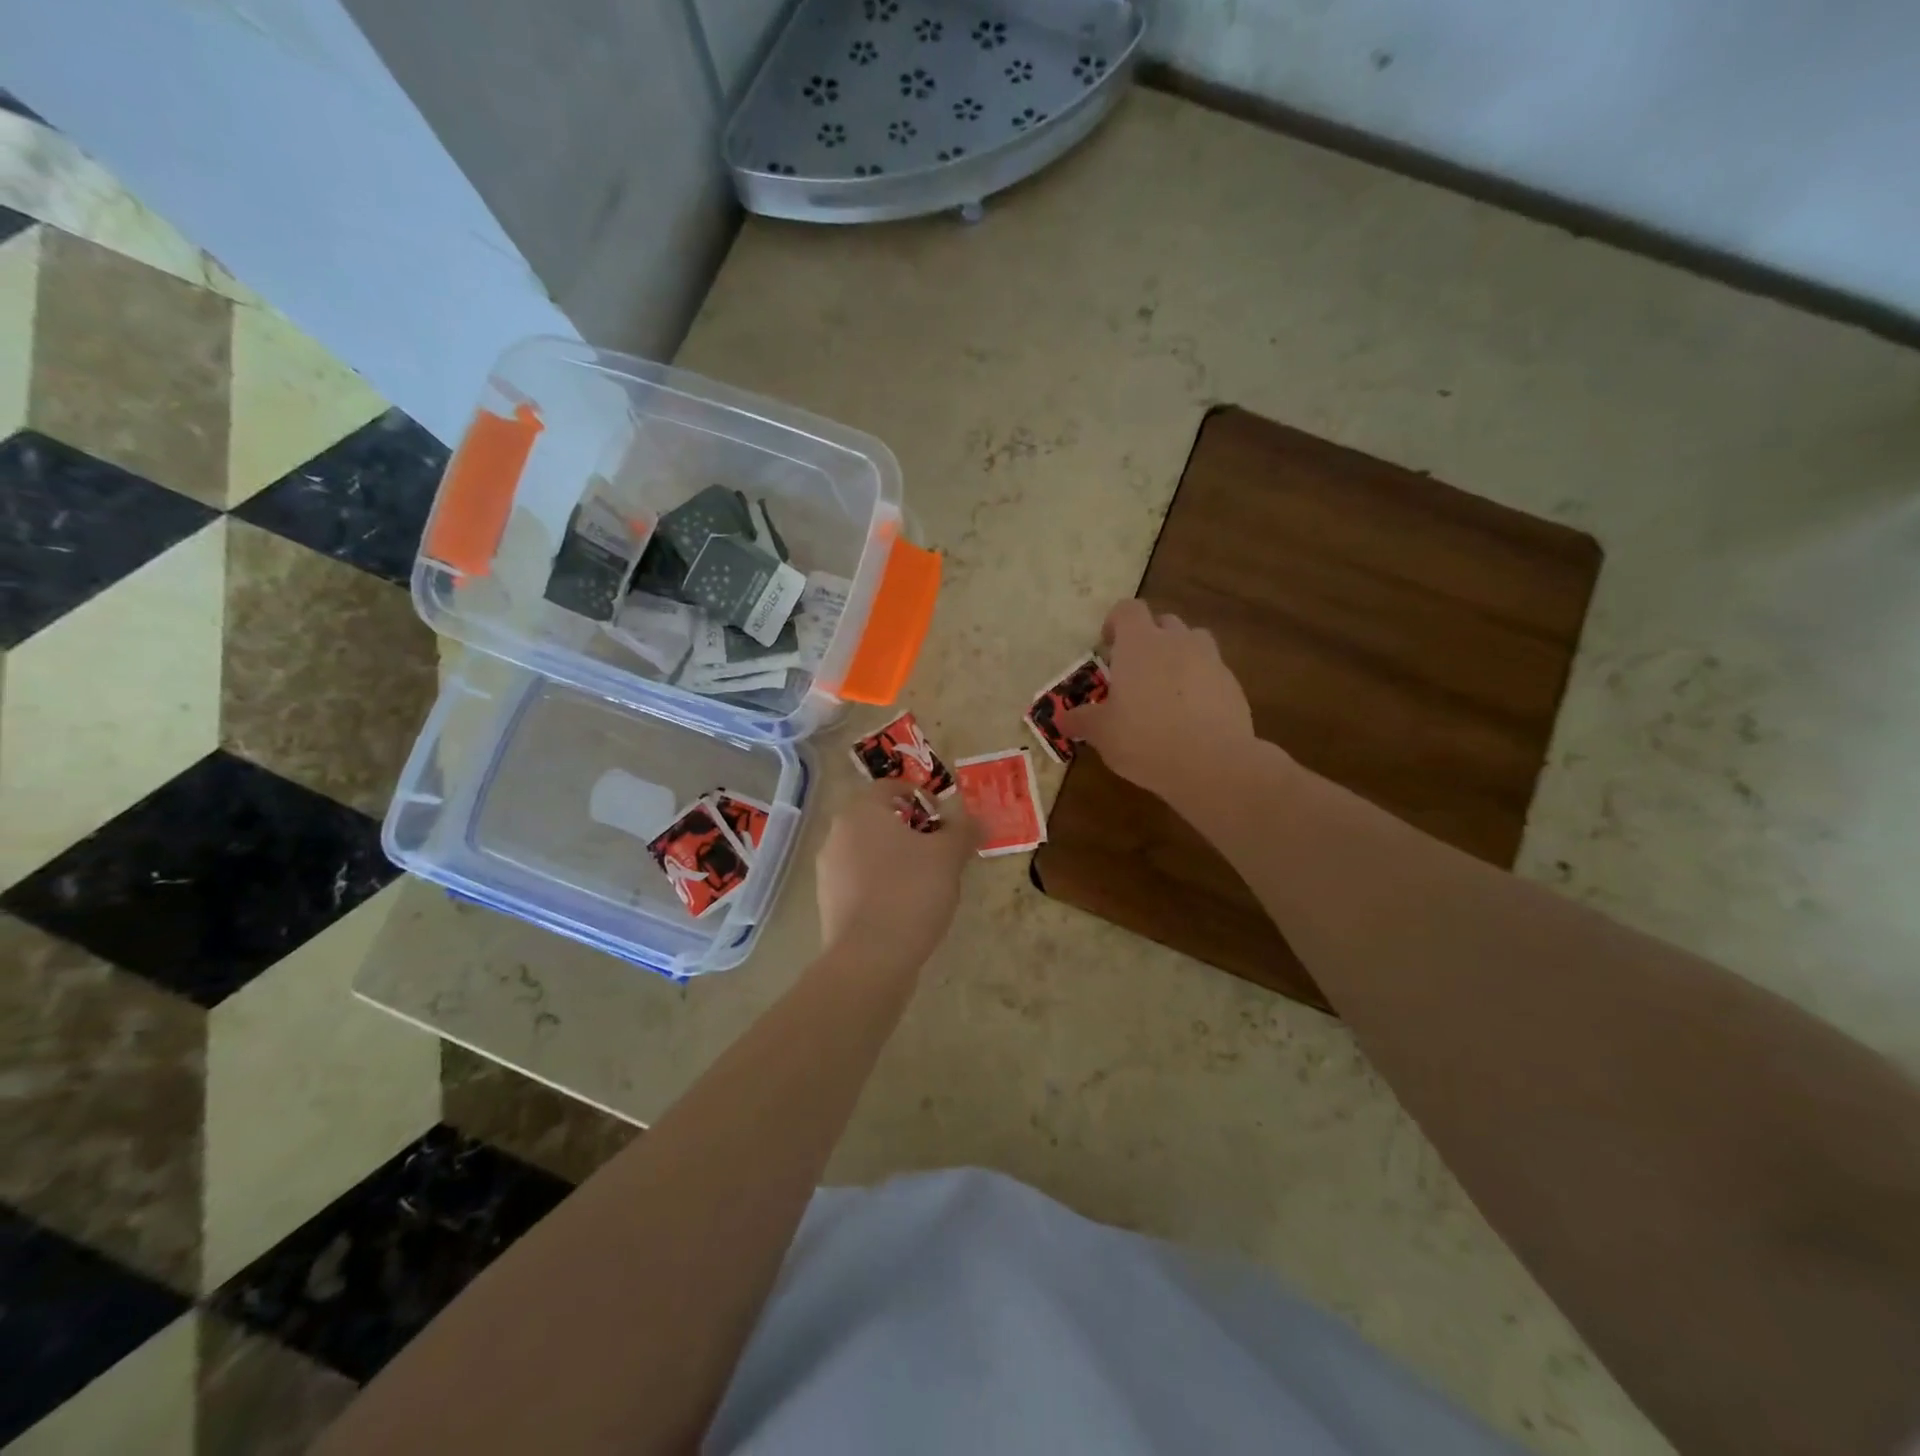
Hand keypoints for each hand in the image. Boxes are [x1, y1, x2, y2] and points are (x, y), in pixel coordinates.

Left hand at [816, 782, 977, 969]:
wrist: (870, 957)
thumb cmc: (910, 891)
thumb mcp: (948, 856)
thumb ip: (963, 831)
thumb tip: (978, 820)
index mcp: (861, 811)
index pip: (891, 787)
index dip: (922, 797)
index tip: (944, 819)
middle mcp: (837, 833)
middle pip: (879, 819)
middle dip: (911, 830)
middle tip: (941, 850)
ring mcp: (828, 870)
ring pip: (870, 851)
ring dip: (897, 858)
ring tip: (927, 882)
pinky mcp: (829, 902)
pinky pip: (861, 880)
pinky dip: (883, 884)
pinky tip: (906, 907)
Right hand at [1061, 598, 1260, 806]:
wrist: (1212, 763)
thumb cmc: (1144, 738)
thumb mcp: (1102, 733)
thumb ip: (1082, 721)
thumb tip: (1062, 719)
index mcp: (1140, 644)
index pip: (1128, 609)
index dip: (1116, 622)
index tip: (1108, 646)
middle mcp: (1177, 642)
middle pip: (1164, 622)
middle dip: (1150, 640)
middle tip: (1136, 672)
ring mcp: (1211, 661)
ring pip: (1193, 643)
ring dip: (1179, 657)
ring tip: (1167, 690)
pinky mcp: (1233, 686)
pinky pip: (1212, 674)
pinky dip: (1201, 685)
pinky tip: (1191, 717)